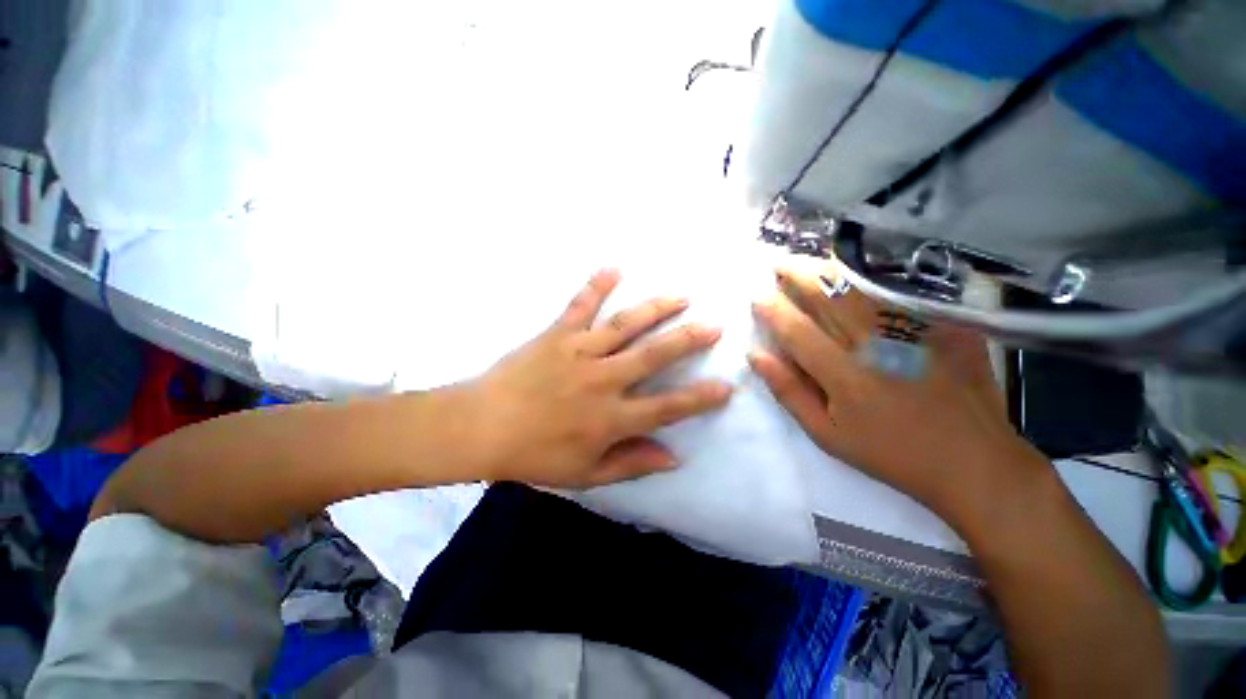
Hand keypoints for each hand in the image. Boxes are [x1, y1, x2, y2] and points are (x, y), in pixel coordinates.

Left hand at [470, 269, 732, 488]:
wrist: (480, 428)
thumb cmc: (535, 455)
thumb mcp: (586, 474)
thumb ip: (631, 464)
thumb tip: (674, 457)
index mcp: (610, 418)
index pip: (666, 408)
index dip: (699, 399)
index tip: (726, 387)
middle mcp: (602, 381)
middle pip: (653, 356)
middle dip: (688, 340)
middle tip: (715, 326)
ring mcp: (579, 352)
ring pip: (625, 325)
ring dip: (655, 309)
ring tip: (682, 296)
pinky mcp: (556, 335)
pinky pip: (580, 305)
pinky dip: (596, 285)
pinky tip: (615, 267)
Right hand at [748, 267, 1046, 524]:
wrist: (973, 461)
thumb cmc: (890, 453)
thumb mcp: (826, 434)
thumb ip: (788, 391)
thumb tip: (756, 355)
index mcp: (844, 375)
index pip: (796, 330)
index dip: (772, 309)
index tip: (756, 294)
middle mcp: (877, 345)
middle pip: (829, 297)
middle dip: (797, 275)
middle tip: (777, 264)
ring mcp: (915, 331)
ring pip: (862, 288)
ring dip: (830, 269)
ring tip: (808, 260)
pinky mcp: (945, 325)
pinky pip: (903, 291)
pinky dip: (875, 276)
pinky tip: (858, 268)